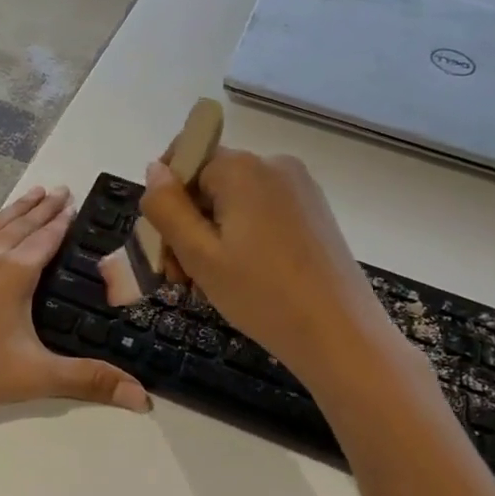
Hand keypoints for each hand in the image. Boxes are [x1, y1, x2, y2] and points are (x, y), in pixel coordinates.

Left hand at [0, 186, 151, 422]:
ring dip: (12, 209)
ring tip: (30, 193)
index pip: (45, 239)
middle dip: (42, 206)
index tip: (74, 201)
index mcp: (13, 274)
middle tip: (59, 188)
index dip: (62, 220)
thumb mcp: (33, 377)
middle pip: (19, 224)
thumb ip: (87, 381)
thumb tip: (142, 398)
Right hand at [138, 149, 396, 388]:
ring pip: (234, 201)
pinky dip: (241, 238)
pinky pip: (261, 212)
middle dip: (187, 226)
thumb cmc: (262, 295)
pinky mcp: (314, 211)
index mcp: (242, 168)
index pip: (184, 161)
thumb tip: (154, 169)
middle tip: (182, 279)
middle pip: (209, 183)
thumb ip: (167, 208)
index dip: (167, 200)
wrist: (340, 334)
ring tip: (209, 285)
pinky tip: (242, 278)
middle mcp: (273, 165)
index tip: (164, 246)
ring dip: (211, 237)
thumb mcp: (199, 255)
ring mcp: (299, 188)